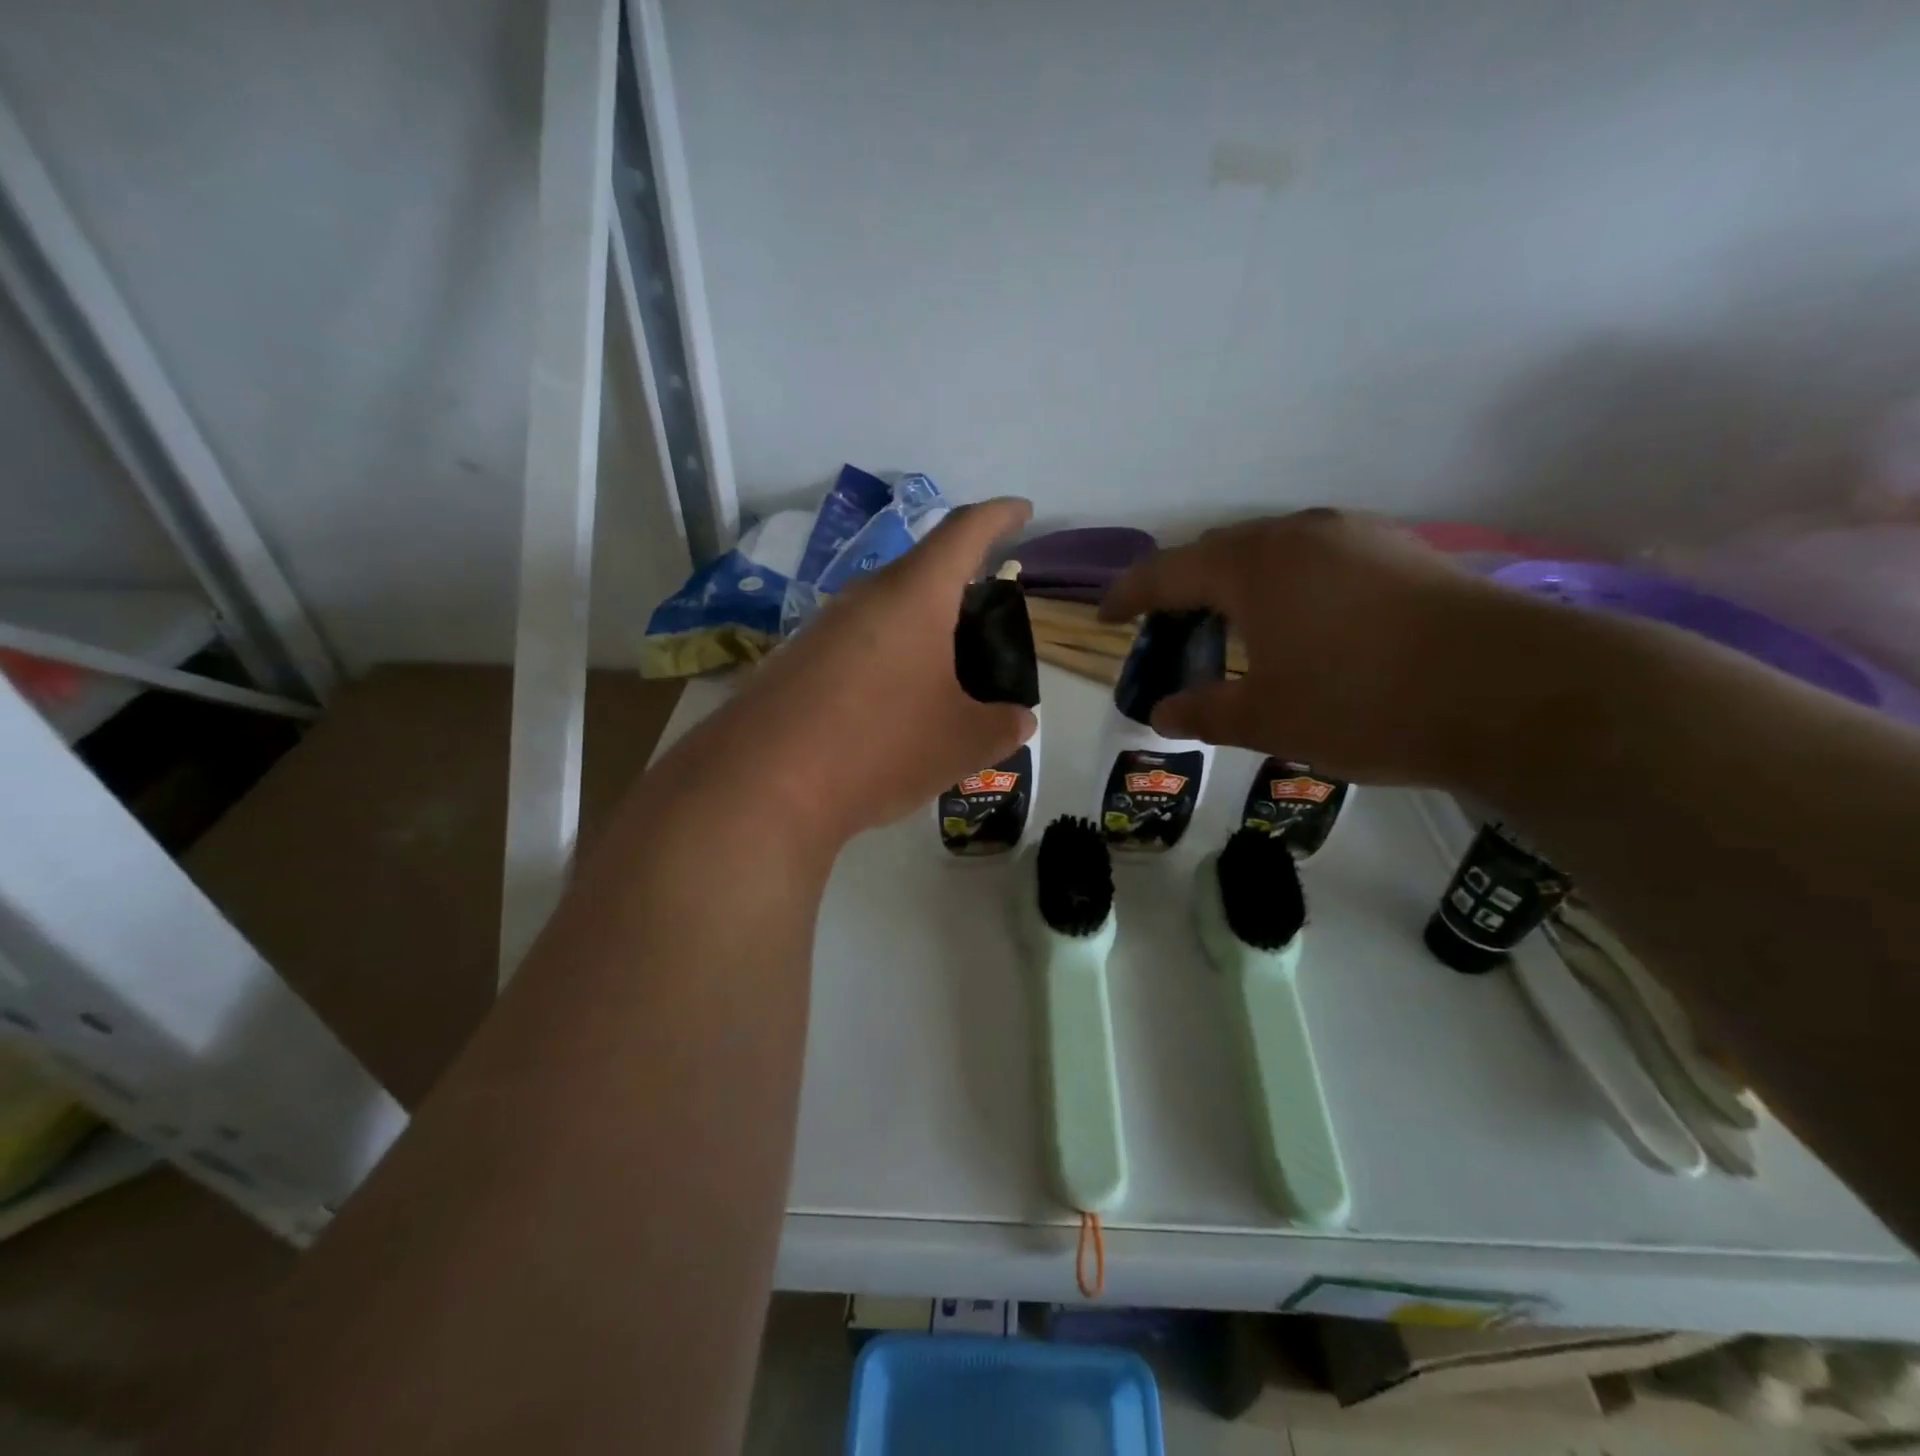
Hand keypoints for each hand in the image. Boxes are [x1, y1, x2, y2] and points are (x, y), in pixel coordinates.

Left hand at [703, 499, 1037, 844]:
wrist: (762, 785)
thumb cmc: (880, 745)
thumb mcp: (961, 742)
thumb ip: (1002, 726)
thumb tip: (1020, 721)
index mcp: (914, 594)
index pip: (965, 531)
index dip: (1000, 516)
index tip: (1023, 511)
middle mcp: (864, 596)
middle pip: (922, 572)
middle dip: (960, 587)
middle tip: (987, 622)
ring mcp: (822, 627)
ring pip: (886, 611)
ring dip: (920, 630)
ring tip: (945, 672)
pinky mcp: (795, 661)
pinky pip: (856, 644)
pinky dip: (887, 660)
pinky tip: (893, 705)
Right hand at [1099, 509, 1517, 784]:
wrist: (1516, 690)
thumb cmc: (1364, 702)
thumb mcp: (1268, 720)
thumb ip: (1205, 711)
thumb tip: (1162, 712)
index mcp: (1253, 565)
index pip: (1167, 572)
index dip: (1129, 595)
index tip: (1105, 617)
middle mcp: (1299, 534)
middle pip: (1218, 553)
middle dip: (1184, 590)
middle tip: (1168, 631)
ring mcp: (1357, 538)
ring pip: (1273, 554)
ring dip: (1238, 587)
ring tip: (1232, 630)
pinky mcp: (1401, 554)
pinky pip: (1318, 562)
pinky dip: (1287, 589)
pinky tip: (1302, 627)